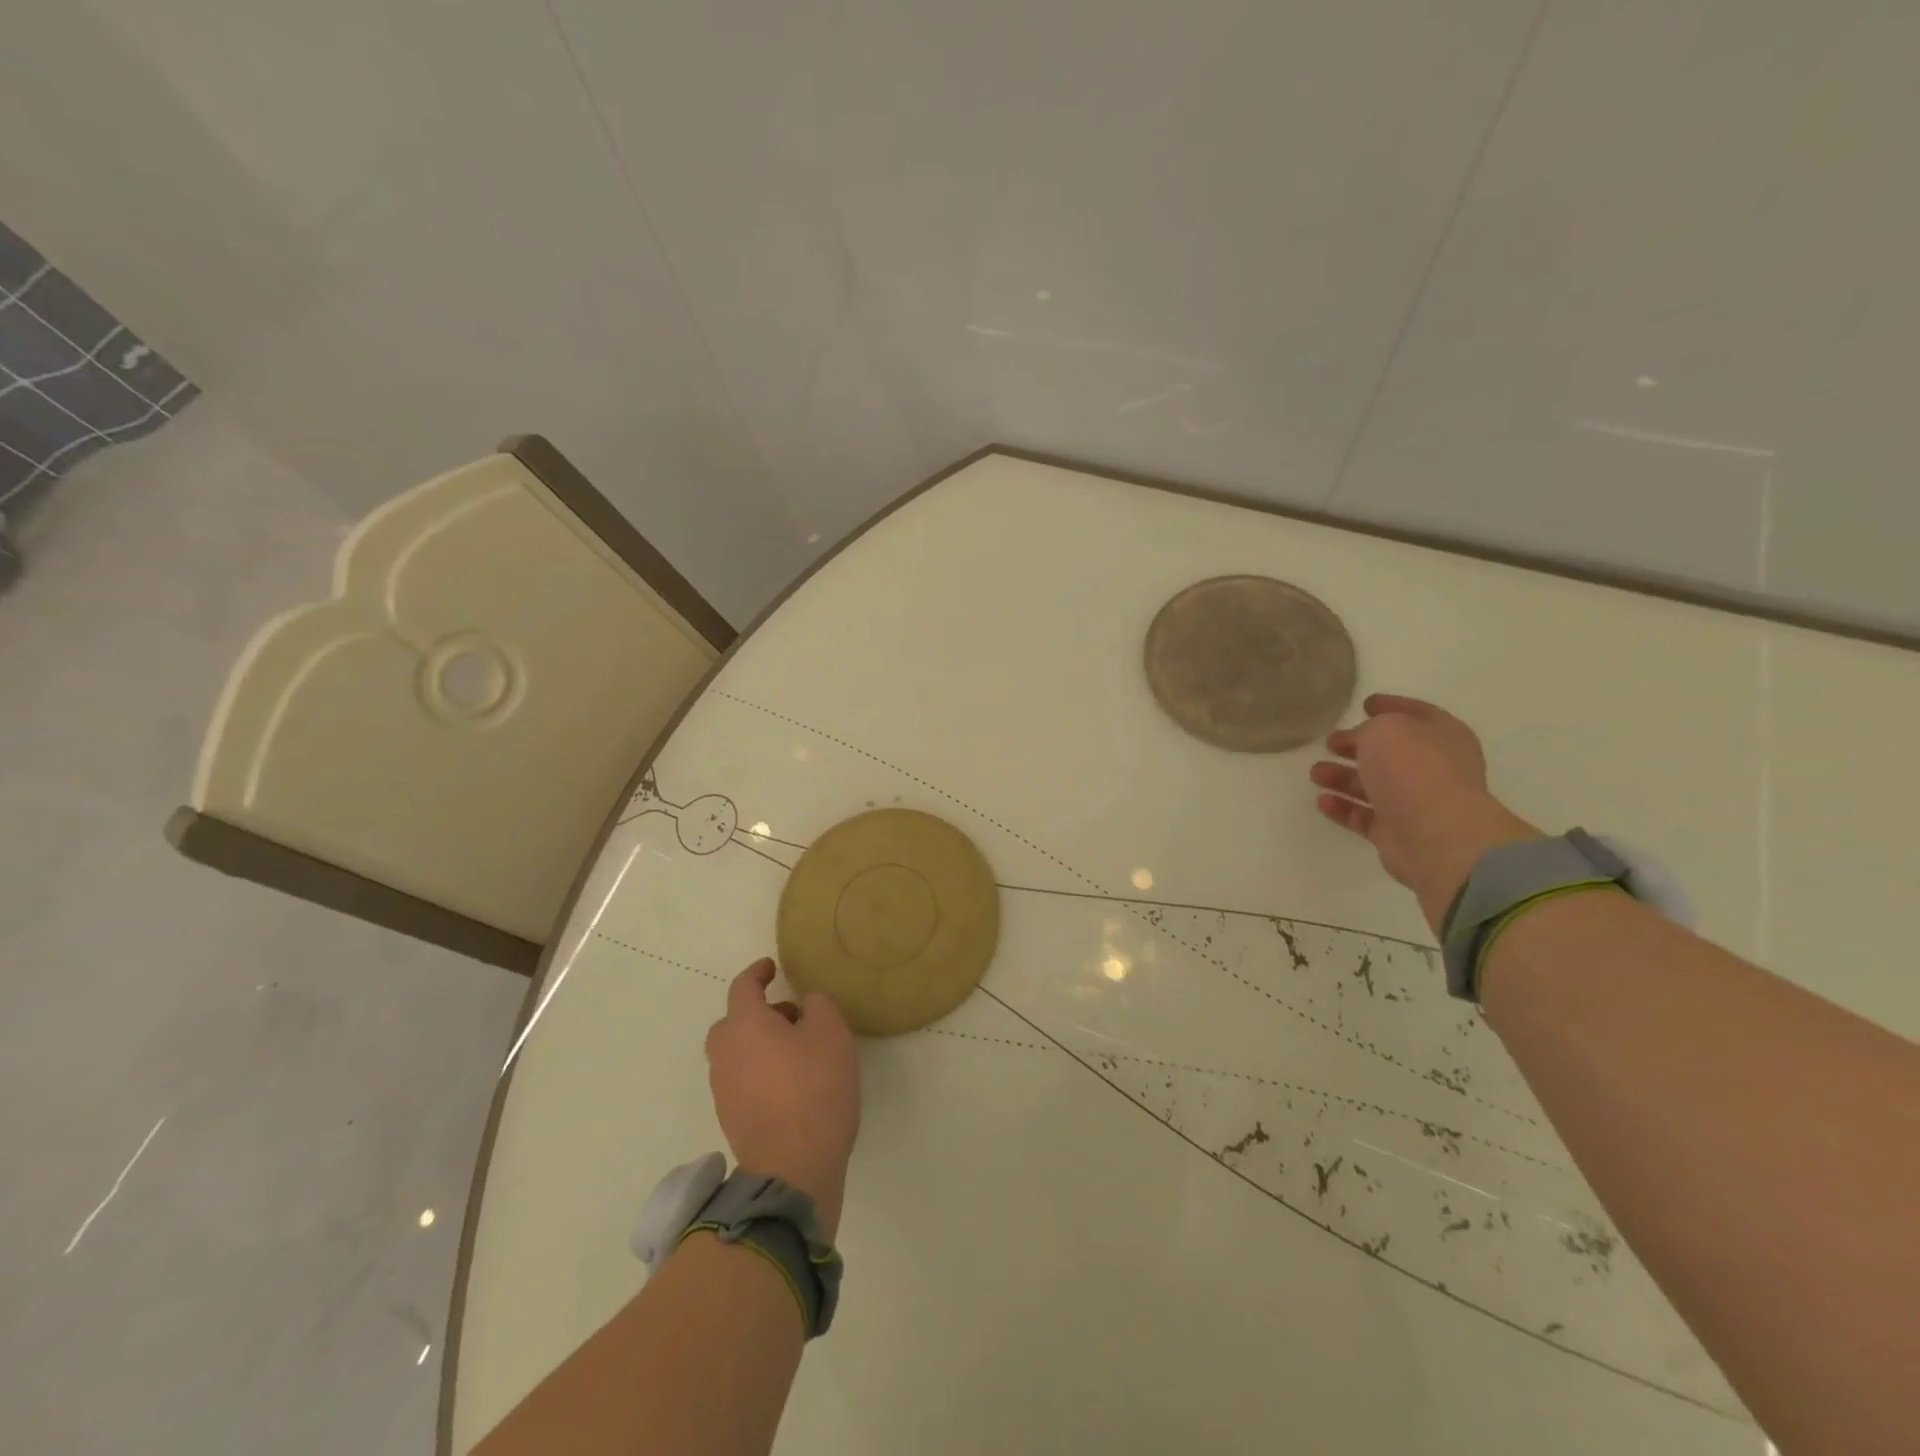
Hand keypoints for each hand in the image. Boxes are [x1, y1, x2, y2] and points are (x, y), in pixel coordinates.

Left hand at [705, 959, 860, 1238]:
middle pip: (732, 1022)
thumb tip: (805, 1004)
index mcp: (745, 1025)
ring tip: (795, 1050)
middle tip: (790, 1015)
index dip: (757, 972)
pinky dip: (758, 1070)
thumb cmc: (814, 1088)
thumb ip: (818, 1005)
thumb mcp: (831, 1033)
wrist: (793, 1166)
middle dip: (757, 1012)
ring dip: (758, 1043)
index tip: (771, 967)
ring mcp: (723, 1089)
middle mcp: (725, 1053)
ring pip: (735, 1052)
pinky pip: (740, 1079)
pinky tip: (788, 1082)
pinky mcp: (731, 1117)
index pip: (742, 987)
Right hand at [1310, 693, 1539, 932]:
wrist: (1435, 833)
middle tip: (1329, 743)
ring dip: (1343, 778)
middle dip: (1358, 746)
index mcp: (1442, 735)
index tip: (1364, 703)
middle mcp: (1433, 767)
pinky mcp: (1397, 832)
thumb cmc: (1414, 769)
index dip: (1391, 705)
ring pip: (1373, 785)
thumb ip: (1367, 730)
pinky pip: (1364, 815)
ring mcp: (1416, 802)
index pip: (1415, 713)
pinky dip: (1344, 808)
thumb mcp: (1385, 730)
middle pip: (1390, 752)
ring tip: (1315, 773)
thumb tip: (1360, 742)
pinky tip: (1323, 801)